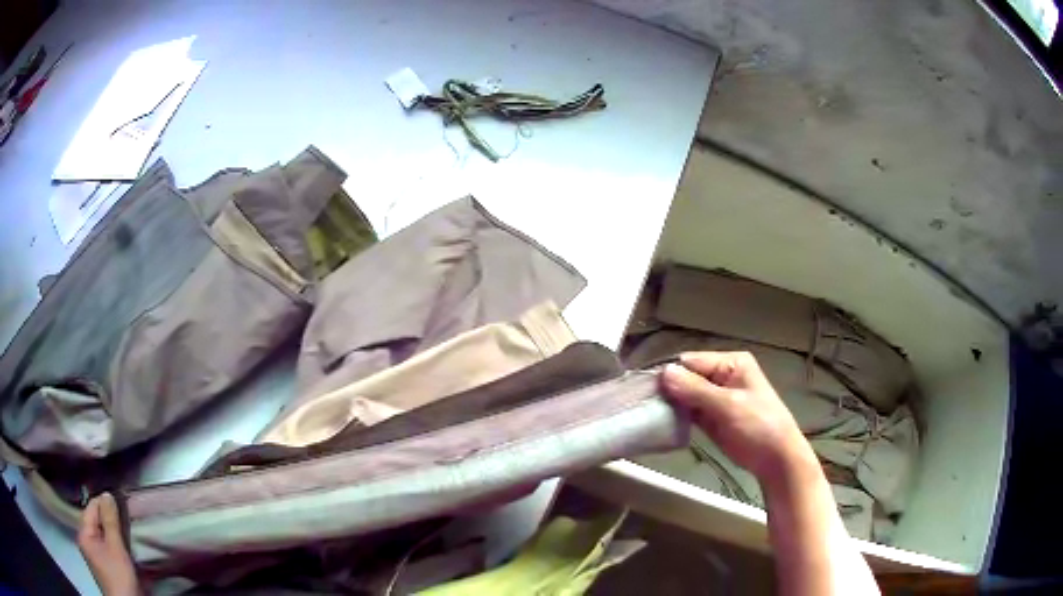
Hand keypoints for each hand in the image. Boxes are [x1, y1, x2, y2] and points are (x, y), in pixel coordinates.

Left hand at [77, 492, 138, 595]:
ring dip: (115, 535)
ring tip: (128, 534)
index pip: (90, 509)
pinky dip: (116, 547)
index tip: (120, 502)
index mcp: (83, 535)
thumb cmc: (118, 577)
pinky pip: (108, 549)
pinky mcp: (105, 568)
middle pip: (97, 523)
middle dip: (110, 521)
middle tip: (126, 520)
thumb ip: (110, 521)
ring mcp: (95, 557)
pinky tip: (126, 551)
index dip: (104, 504)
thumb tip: (107, 494)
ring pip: (103, 537)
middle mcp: (86, 543)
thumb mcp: (116, 549)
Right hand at [660, 351, 812, 480]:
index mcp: (731, 364)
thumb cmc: (758, 425)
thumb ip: (696, 390)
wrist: (776, 458)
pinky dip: (677, 416)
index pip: (692, 361)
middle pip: (687, 377)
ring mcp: (716, 398)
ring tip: (646, 412)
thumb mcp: (728, 405)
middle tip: (642, 402)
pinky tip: (660, 421)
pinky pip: (689, 411)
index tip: (645, 388)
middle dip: (668, 389)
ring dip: (670, 403)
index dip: (671, 373)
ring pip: (685, 395)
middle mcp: (722, 376)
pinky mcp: (712, 418)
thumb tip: (664, 372)